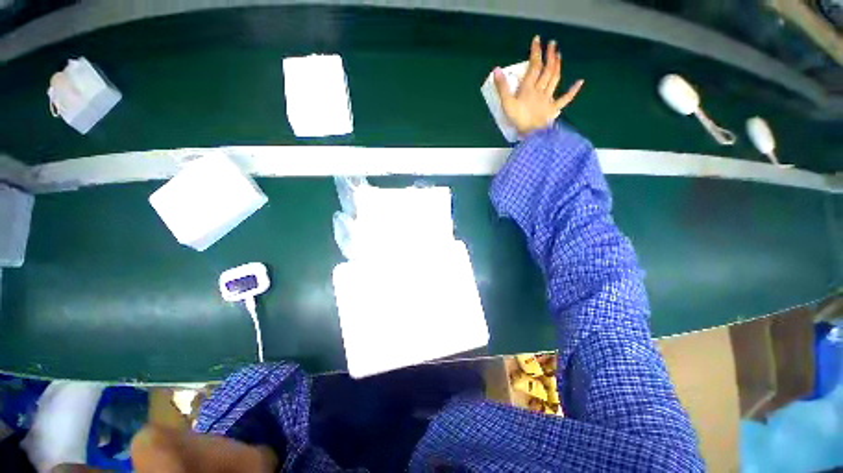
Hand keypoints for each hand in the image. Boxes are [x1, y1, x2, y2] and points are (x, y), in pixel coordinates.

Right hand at [494, 36, 583, 135]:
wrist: (531, 134)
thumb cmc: (519, 119)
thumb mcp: (506, 104)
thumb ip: (502, 87)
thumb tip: (496, 69)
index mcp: (528, 88)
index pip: (534, 66)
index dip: (536, 52)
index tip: (537, 40)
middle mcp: (540, 90)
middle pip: (547, 70)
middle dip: (550, 55)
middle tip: (553, 44)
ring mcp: (548, 98)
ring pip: (555, 79)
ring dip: (558, 66)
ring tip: (559, 55)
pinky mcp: (554, 108)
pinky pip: (565, 99)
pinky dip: (573, 90)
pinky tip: (580, 82)